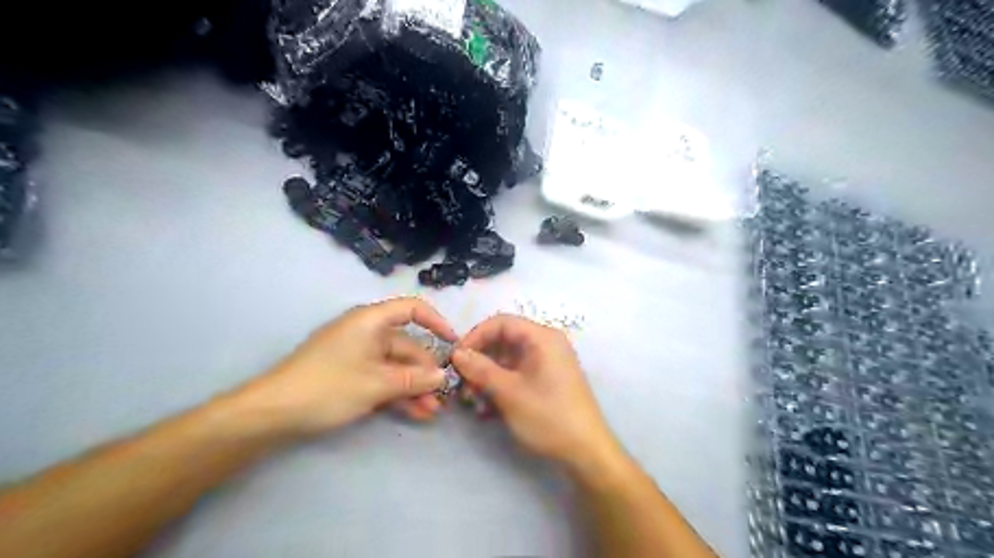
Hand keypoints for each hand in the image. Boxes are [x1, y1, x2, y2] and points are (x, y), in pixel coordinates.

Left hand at [231, 299, 455, 438]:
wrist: (272, 413)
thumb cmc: (328, 387)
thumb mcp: (377, 384)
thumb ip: (414, 379)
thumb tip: (443, 376)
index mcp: (371, 321)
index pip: (412, 309)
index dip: (436, 322)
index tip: (453, 343)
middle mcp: (367, 332)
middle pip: (407, 345)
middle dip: (426, 371)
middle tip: (444, 396)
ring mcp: (358, 354)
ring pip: (396, 367)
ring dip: (414, 387)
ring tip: (432, 412)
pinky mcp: (350, 374)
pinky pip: (382, 379)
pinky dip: (397, 393)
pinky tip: (415, 413)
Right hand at [453, 314, 617, 470]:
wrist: (586, 452)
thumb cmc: (548, 416)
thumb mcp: (509, 392)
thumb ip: (480, 369)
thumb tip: (457, 353)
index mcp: (542, 338)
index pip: (501, 323)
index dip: (475, 337)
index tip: (456, 358)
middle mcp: (545, 344)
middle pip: (503, 342)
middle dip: (479, 362)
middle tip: (461, 385)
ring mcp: (546, 363)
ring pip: (507, 361)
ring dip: (486, 378)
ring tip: (472, 402)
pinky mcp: (545, 381)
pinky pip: (516, 375)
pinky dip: (500, 387)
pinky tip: (487, 409)